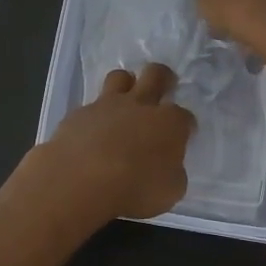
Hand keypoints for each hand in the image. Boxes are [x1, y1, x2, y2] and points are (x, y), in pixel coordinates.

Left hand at [30, 63, 194, 222]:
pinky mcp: (79, 114)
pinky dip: (95, 116)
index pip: (185, 116)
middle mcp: (140, 105)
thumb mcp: (170, 191)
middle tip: (162, 87)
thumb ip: (172, 171)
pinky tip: (92, 133)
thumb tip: (167, 165)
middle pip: (156, 75)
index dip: (186, 125)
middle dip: (163, 77)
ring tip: (124, 101)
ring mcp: (107, 105)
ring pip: (120, 77)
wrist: (81, 181)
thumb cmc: (135, 189)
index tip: (183, 136)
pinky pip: (91, 106)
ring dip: (125, 85)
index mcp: (169, 123)